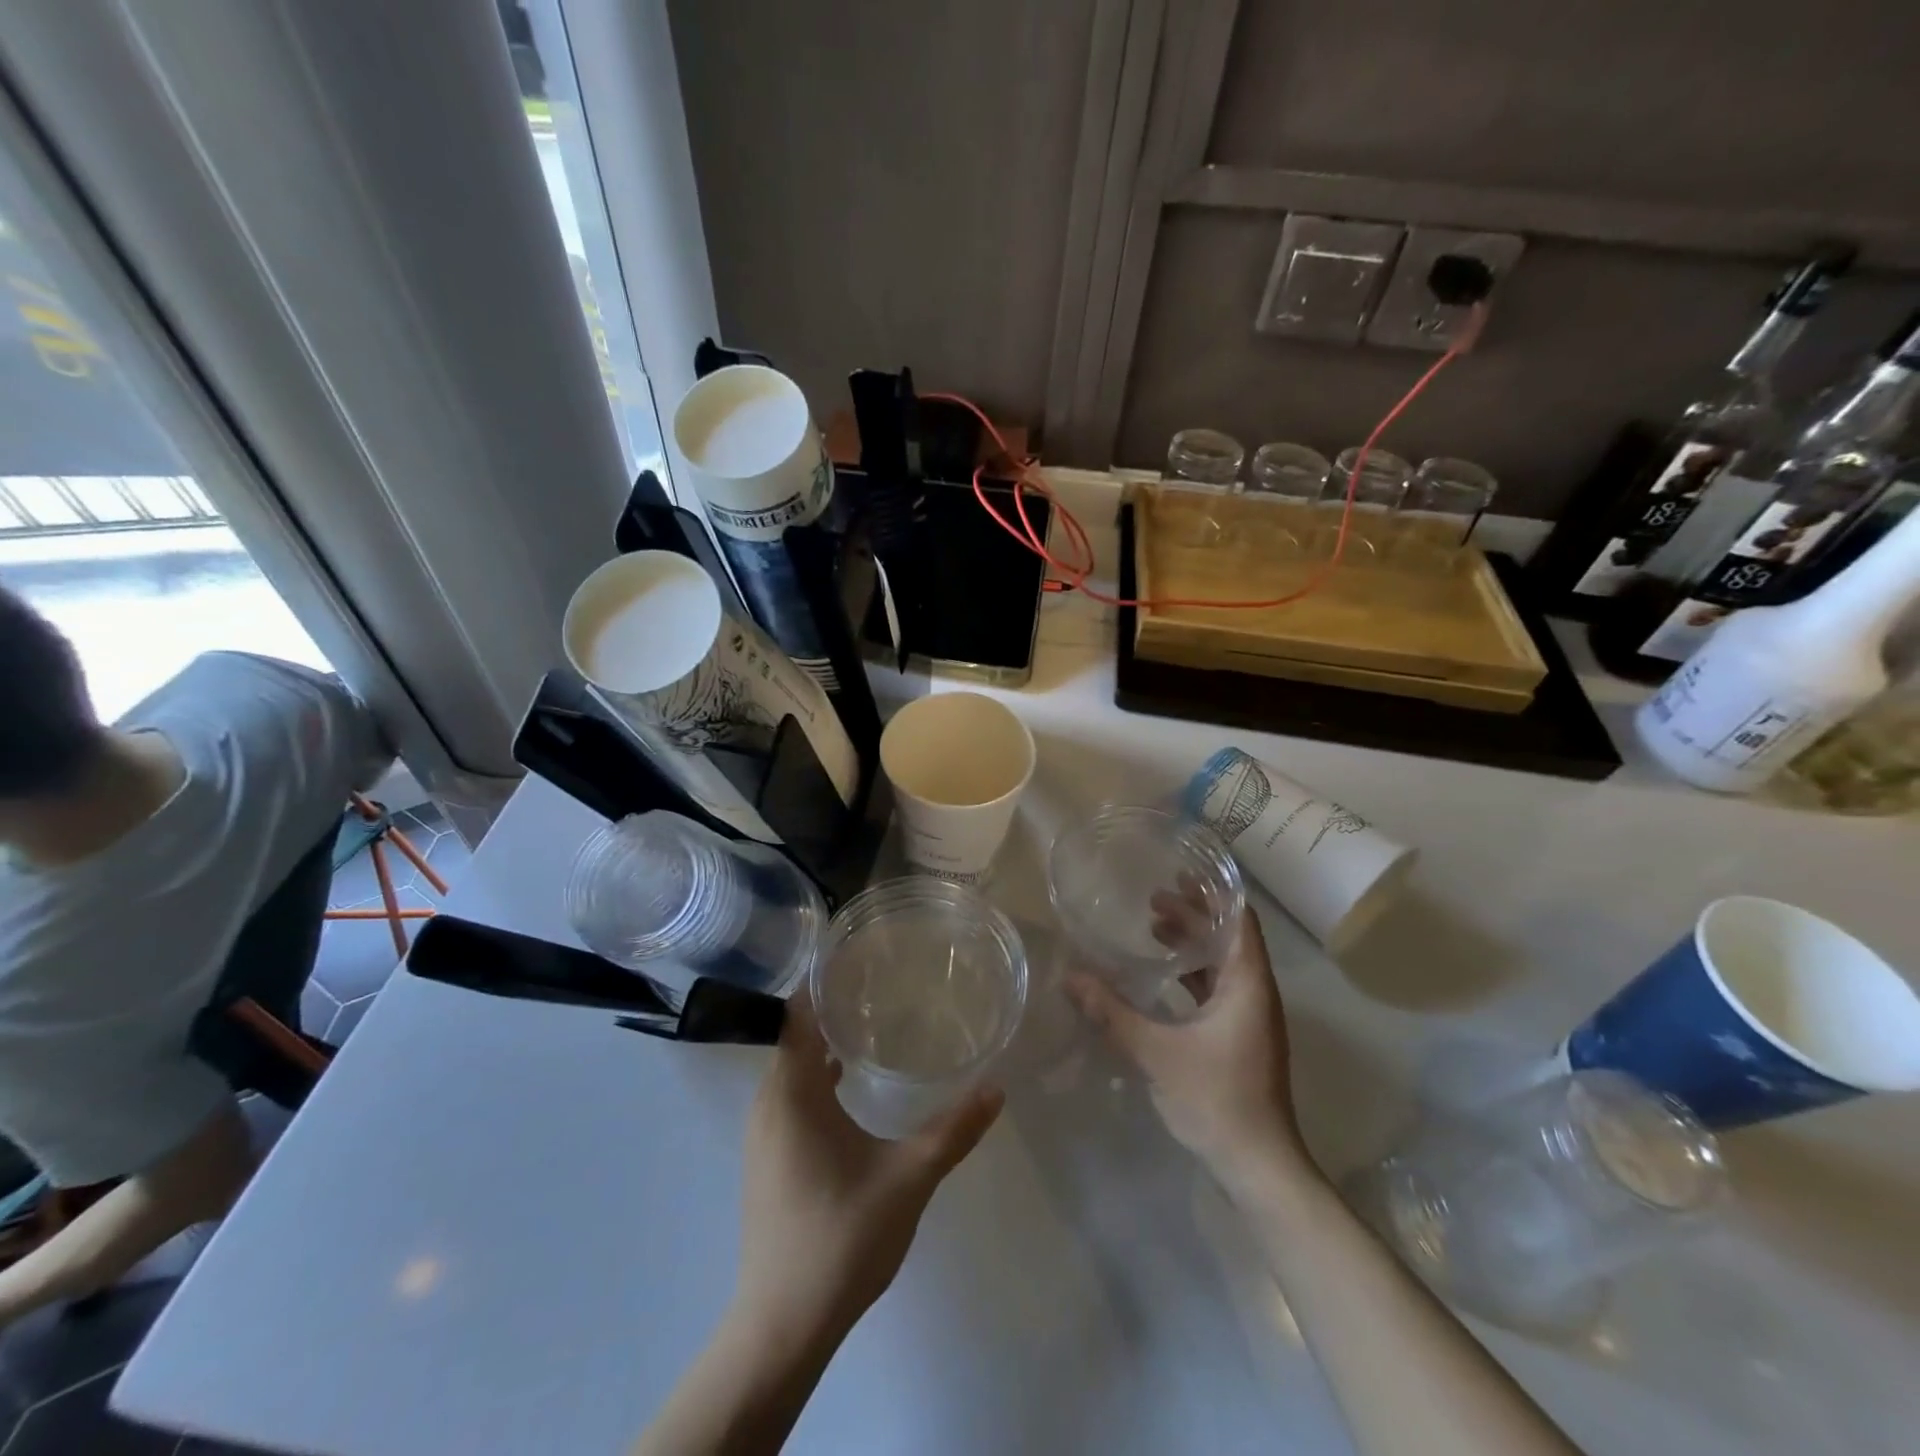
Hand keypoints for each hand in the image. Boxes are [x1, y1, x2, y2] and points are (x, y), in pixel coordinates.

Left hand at [732, 998, 1002, 1341]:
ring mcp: (763, 1133)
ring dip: (824, 1044)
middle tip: (879, 984)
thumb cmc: (842, 1238)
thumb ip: (953, 1131)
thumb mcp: (908, 1179)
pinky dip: (817, 1079)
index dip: (822, 981)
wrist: (782, 1325)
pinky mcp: (769, 1158)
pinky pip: (791, 1097)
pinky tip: (851, 1086)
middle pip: (795, 1035)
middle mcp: (769, 1103)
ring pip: (792, 1068)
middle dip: (832, 1008)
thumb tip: (996, 1089)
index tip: (859, 958)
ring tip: (872, 1024)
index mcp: (792, 1094)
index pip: (797, 1014)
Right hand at [1065, 883, 1314, 1192]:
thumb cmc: (1216, 1098)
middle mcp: (1255, 993)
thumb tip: (1070, 977)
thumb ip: (1112, 1012)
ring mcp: (1249, 1017)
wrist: (1258, 1165)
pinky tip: (1161, 977)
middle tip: (1152, 897)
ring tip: (1152, 927)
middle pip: (1228, 938)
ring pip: (1222, 964)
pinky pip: (1217, 988)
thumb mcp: (1156, 1051)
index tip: (1179, 873)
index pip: (1240, 920)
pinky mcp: (1238, 1037)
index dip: (1213, 893)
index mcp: (1248, 984)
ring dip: (1191, 943)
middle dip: (1193, 914)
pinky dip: (1191, 973)